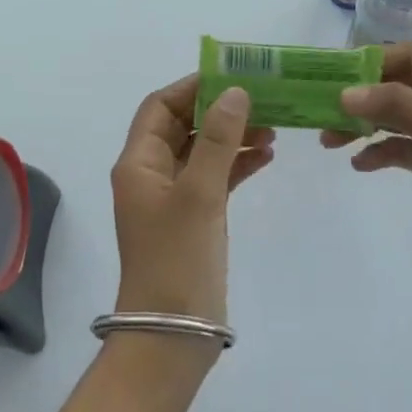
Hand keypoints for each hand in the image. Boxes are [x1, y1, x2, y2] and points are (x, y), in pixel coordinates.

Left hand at [110, 76, 274, 332]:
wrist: (172, 334)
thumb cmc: (178, 258)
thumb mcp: (199, 194)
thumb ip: (217, 140)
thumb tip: (234, 92)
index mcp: (138, 163)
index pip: (160, 107)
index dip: (192, 87)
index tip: (232, 76)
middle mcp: (151, 175)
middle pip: (183, 127)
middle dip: (219, 111)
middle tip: (263, 100)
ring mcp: (173, 198)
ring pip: (202, 152)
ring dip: (232, 136)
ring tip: (273, 128)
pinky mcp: (194, 219)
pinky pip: (214, 179)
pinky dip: (236, 165)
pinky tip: (266, 157)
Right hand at [323, 43, 411, 312]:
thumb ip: (401, 109)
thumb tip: (346, 93)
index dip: (372, 63)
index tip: (332, 77)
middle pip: (398, 86)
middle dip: (361, 97)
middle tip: (322, 111)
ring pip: (395, 117)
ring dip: (363, 125)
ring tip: (329, 141)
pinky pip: (400, 147)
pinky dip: (378, 152)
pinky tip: (359, 164)